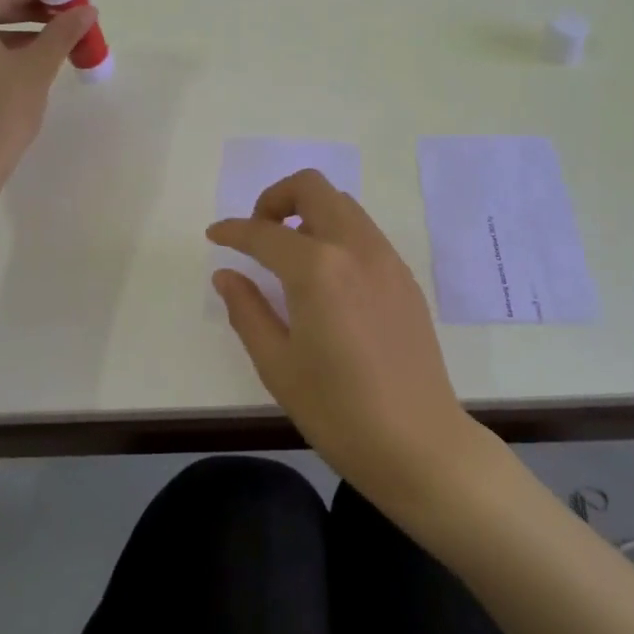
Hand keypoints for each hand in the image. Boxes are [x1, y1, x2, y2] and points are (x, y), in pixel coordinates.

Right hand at [206, 170, 481, 509]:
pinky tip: (325, 276)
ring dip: (309, 212)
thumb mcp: (278, 365)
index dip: (234, 230)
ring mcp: (386, 258)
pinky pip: (363, 231)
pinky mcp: (404, 275)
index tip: (214, 235)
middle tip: (258, 233)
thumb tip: (226, 274)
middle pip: (312, 188)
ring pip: (342, 204)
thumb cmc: (339, 411)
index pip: (265, 233)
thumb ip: (247, 310)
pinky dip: (335, 232)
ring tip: (289, 254)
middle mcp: (355, 248)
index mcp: (318, 269)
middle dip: (276, 198)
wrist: (419, 444)